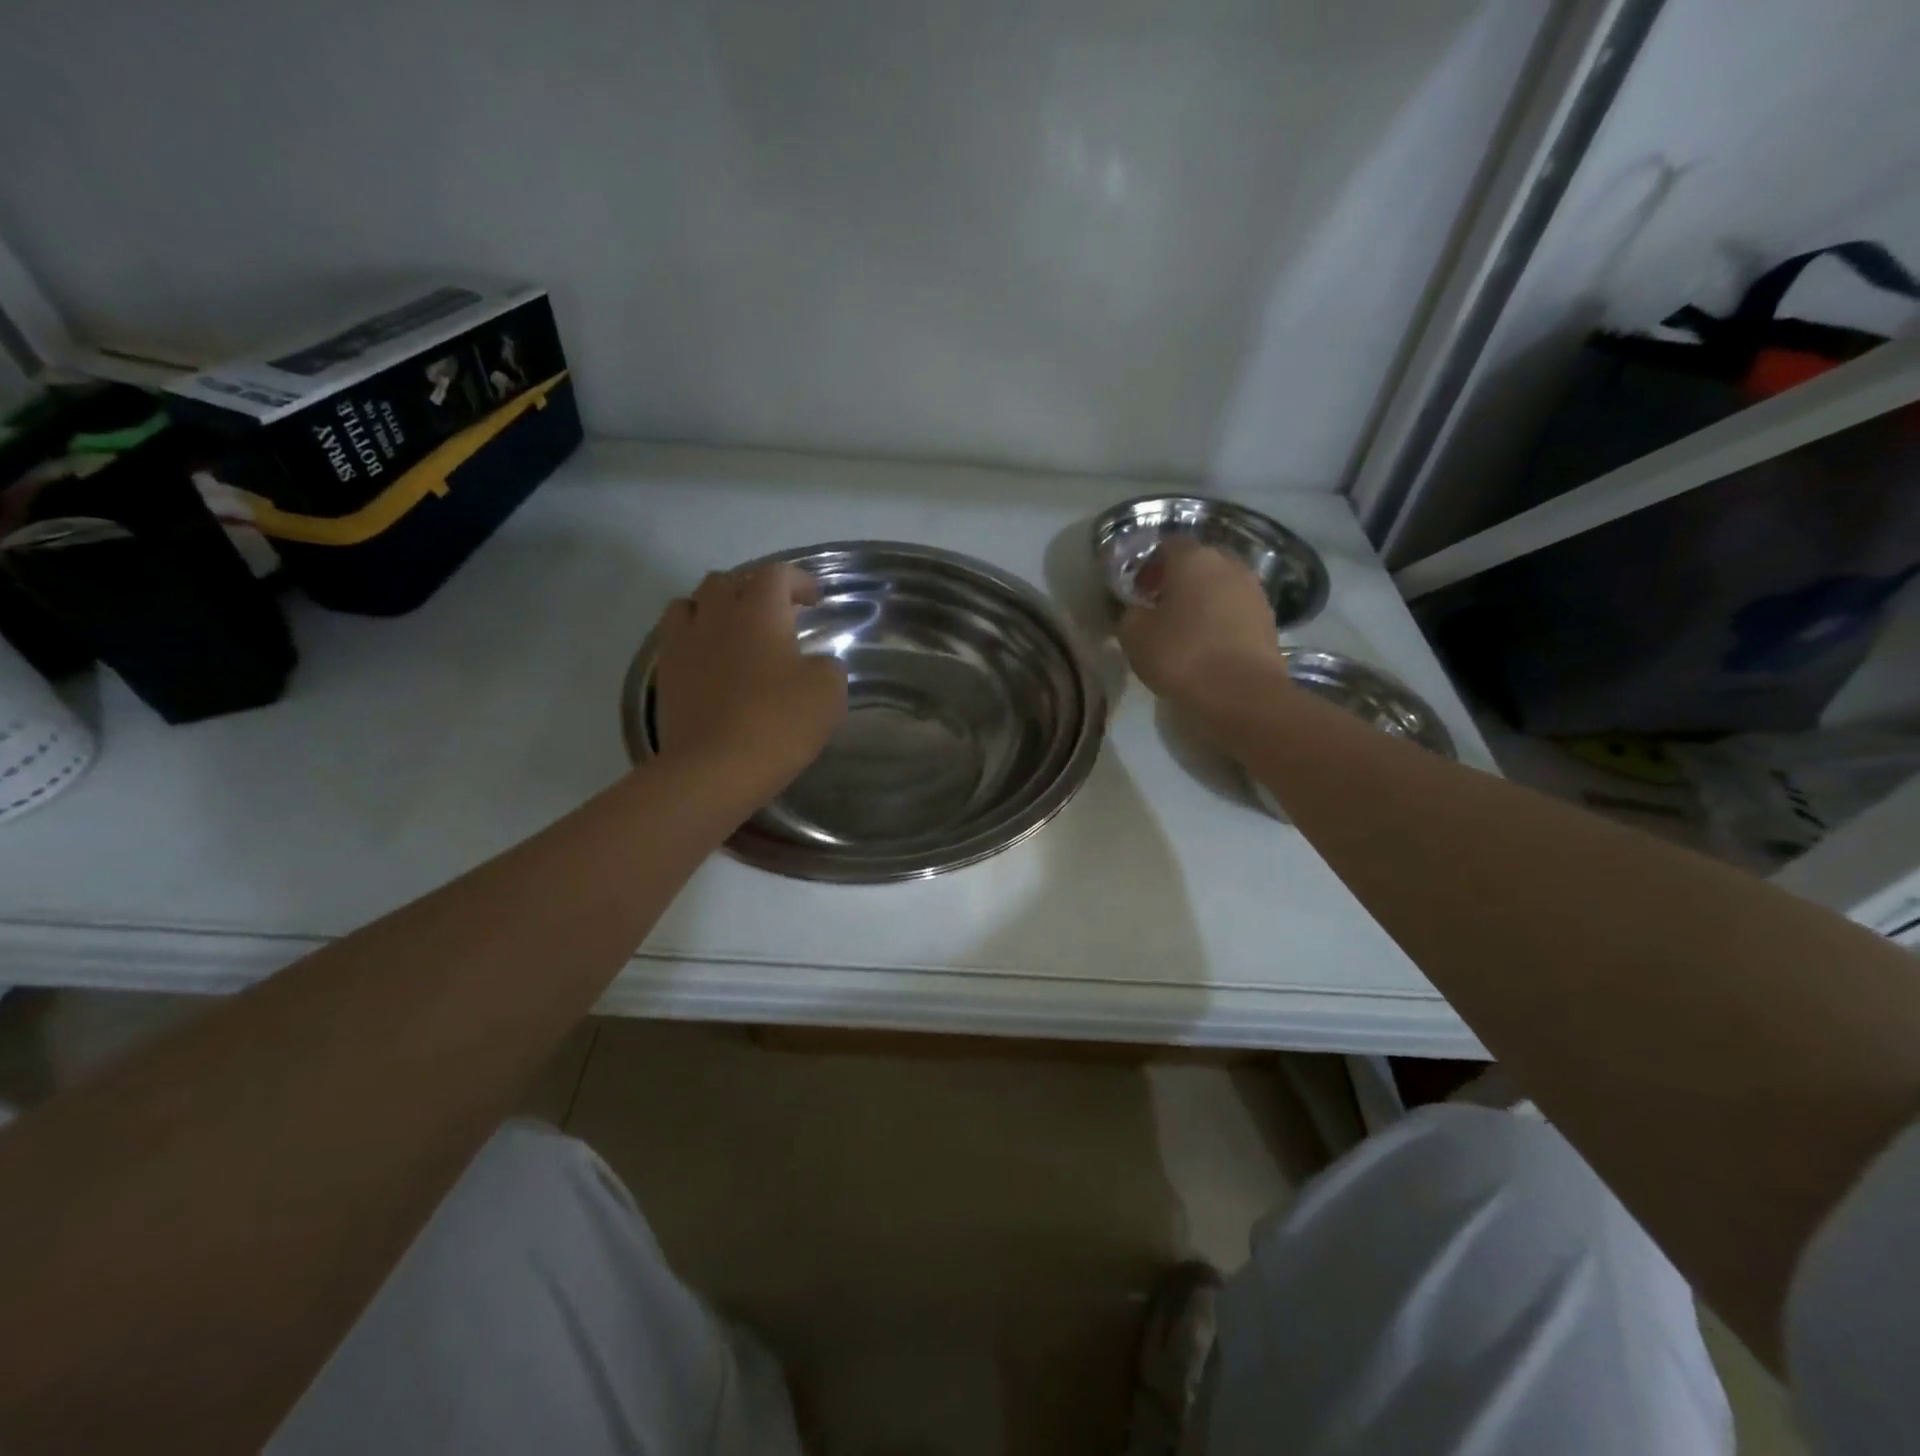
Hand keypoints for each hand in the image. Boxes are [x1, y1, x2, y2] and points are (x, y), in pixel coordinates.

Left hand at [652, 563, 847, 803]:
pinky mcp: (665, 675)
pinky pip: (676, 640)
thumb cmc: (778, 722)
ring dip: (715, 610)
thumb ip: (827, 666)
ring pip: (691, 604)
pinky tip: (712, 665)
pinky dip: (695, 641)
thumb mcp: (828, 692)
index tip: (814, 600)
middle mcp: (716, 616)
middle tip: (774, 616)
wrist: (714, 769)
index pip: (777, 574)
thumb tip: (815, 664)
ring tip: (734, 633)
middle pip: (727, 582)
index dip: (798, 581)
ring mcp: (684, 644)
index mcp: (759, 611)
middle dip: (753, 590)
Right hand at [1118, 539, 1287, 706]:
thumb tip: (1137, 610)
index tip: (1138, 593)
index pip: (1168, 545)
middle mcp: (1229, 564)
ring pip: (1220, 586)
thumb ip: (1130, 613)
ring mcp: (1254, 591)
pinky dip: (1220, 620)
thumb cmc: (1181, 655)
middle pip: (1198, 563)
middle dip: (1177, 581)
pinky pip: (1236, 610)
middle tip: (1159, 609)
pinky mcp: (1269, 619)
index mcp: (1194, 559)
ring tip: (1184, 629)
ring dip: (1202, 600)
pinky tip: (1208, 644)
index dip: (1150, 566)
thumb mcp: (1134, 635)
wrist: (1241, 694)